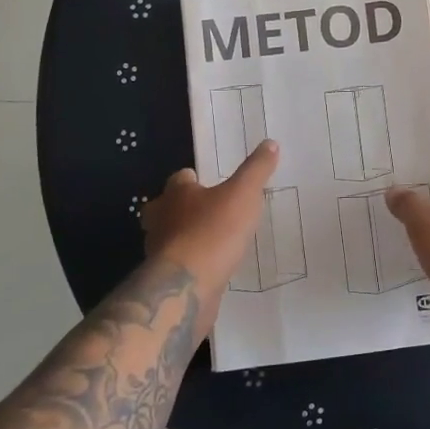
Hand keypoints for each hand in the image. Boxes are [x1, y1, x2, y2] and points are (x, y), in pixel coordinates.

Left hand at [143, 140, 279, 318]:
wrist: (189, 285)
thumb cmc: (214, 230)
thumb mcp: (243, 194)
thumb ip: (257, 169)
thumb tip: (271, 142)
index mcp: (176, 193)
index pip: (181, 178)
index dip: (196, 179)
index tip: (213, 183)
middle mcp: (161, 218)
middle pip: (168, 207)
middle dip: (184, 208)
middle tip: (210, 211)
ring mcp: (159, 250)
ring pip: (170, 236)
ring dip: (187, 236)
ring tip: (215, 240)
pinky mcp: (165, 278)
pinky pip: (179, 264)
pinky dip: (192, 263)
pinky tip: (211, 267)